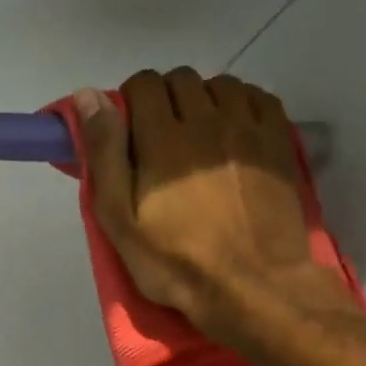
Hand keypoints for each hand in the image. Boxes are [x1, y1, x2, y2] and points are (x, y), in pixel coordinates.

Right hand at [75, 68, 357, 352]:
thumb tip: (87, 97)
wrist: (251, 286)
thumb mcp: (119, 217)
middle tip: (157, 136)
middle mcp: (207, 121)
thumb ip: (104, 153)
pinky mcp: (279, 144)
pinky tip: (232, 130)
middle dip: (163, 97)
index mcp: (162, 139)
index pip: (144, 85)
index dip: (129, 100)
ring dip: (202, 98)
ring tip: (196, 133)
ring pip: (221, 84)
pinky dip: (240, 103)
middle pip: (181, 79)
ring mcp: (249, 130)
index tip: (126, 130)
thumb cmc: (174, 260)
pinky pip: (259, 98)